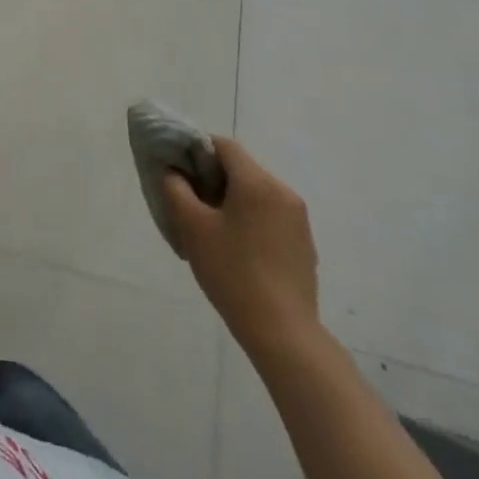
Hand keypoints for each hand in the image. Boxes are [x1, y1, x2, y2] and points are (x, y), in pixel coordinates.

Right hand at [164, 137, 320, 359]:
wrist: (283, 333)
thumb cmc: (231, 271)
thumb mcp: (191, 225)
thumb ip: (175, 187)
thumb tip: (174, 171)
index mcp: (257, 182)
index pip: (223, 145)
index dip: (197, 151)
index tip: (180, 173)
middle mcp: (283, 192)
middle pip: (241, 169)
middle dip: (213, 179)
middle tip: (191, 204)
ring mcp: (298, 220)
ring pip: (256, 194)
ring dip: (232, 201)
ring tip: (213, 231)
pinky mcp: (304, 245)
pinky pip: (270, 216)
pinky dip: (251, 221)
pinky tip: (238, 252)